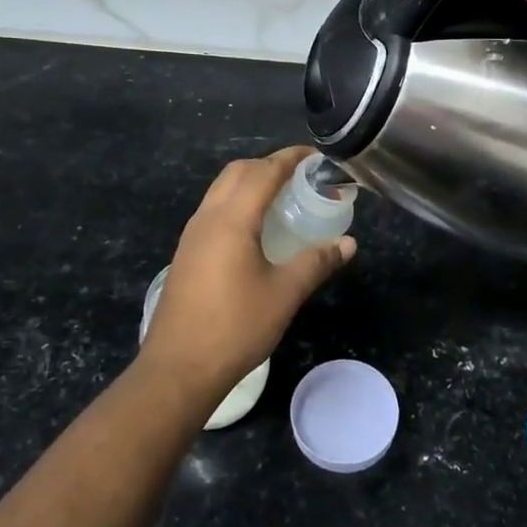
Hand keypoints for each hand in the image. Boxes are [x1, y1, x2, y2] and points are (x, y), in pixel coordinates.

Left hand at [139, 147, 355, 399]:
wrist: (178, 369)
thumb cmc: (235, 328)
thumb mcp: (284, 294)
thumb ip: (316, 263)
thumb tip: (348, 243)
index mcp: (231, 219)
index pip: (264, 171)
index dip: (291, 159)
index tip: (317, 157)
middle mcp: (207, 217)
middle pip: (238, 172)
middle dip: (269, 165)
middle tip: (301, 178)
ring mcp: (192, 235)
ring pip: (221, 190)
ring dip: (250, 183)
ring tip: (282, 199)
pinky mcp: (186, 254)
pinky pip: (214, 211)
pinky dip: (237, 203)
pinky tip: (256, 231)